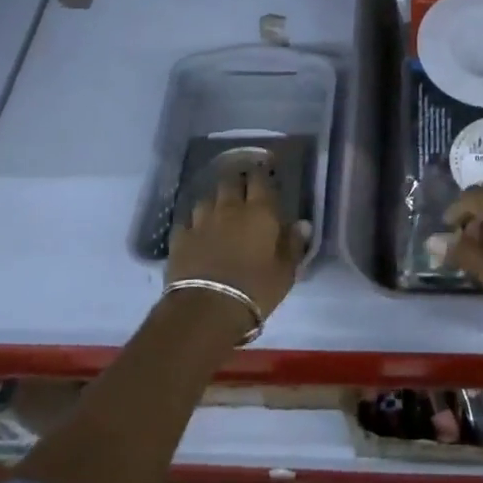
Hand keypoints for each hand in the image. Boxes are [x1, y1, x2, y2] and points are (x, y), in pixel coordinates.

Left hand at [167, 166, 309, 320]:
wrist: (207, 309)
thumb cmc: (255, 290)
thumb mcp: (285, 272)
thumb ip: (294, 244)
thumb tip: (302, 224)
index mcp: (259, 212)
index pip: (260, 179)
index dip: (262, 173)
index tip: (265, 173)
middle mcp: (229, 208)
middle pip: (230, 181)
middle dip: (236, 181)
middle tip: (242, 188)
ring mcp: (201, 221)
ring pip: (207, 198)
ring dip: (214, 200)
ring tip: (218, 209)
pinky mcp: (179, 237)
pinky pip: (187, 220)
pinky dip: (194, 222)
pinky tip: (196, 230)